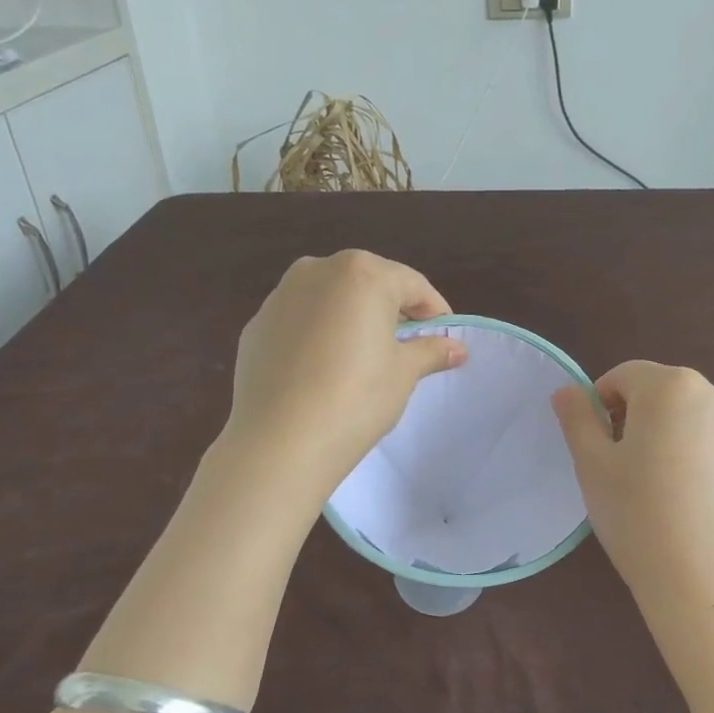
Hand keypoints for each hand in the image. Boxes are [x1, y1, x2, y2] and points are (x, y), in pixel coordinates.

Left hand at [224, 250, 466, 502]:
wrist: (281, 441)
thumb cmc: (356, 398)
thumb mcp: (403, 373)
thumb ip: (430, 351)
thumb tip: (457, 348)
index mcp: (361, 273)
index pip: (411, 284)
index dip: (434, 311)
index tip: (445, 338)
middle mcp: (316, 271)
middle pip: (367, 284)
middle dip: (390, 311)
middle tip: (406, 347)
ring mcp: (279, 297)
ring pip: (329, 300)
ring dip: (351, 320)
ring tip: (363, 359)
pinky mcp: (256, 327)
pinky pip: (299, 323)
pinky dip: (317, 336)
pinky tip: (323, 372)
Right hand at [552, 362, 713, 616]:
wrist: (706, 582)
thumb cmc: (638, 516)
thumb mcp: (593, 466)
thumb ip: (578, 419)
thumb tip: (567, 392)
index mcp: (672, 387)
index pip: (624, 377)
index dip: (601, 405)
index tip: (597, 446)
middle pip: (663, 395)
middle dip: (639, 420)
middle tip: (625, 470)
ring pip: (695, 421)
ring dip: (673, 438)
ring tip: (662, 489)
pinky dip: (703, 462)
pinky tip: (693, 505)